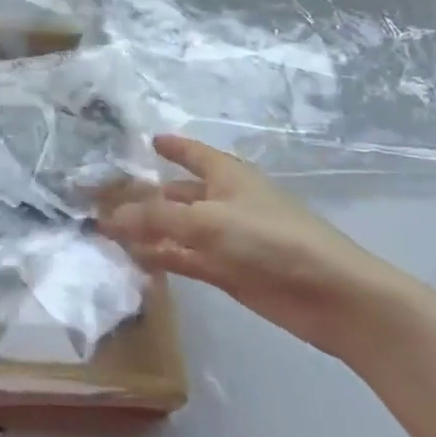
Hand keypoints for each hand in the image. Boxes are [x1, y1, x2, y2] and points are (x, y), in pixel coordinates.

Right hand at [100, 135, 414, 360]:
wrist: (332, 296)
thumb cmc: (271, 239)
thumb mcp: (207, 221)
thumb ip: (156, 218)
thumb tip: (110, 217)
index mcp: (227, 175)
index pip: (192, 153)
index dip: (172, 146)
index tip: (148, 140)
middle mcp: (223, 202)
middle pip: (178, 194)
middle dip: (146, 195)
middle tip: (104, 197)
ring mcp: (225, 239)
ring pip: (177, 229)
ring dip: (147, 230)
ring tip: (106, 230)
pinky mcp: (227, 272)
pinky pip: (184, 258)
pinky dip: (161, 257)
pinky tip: (132, 258)